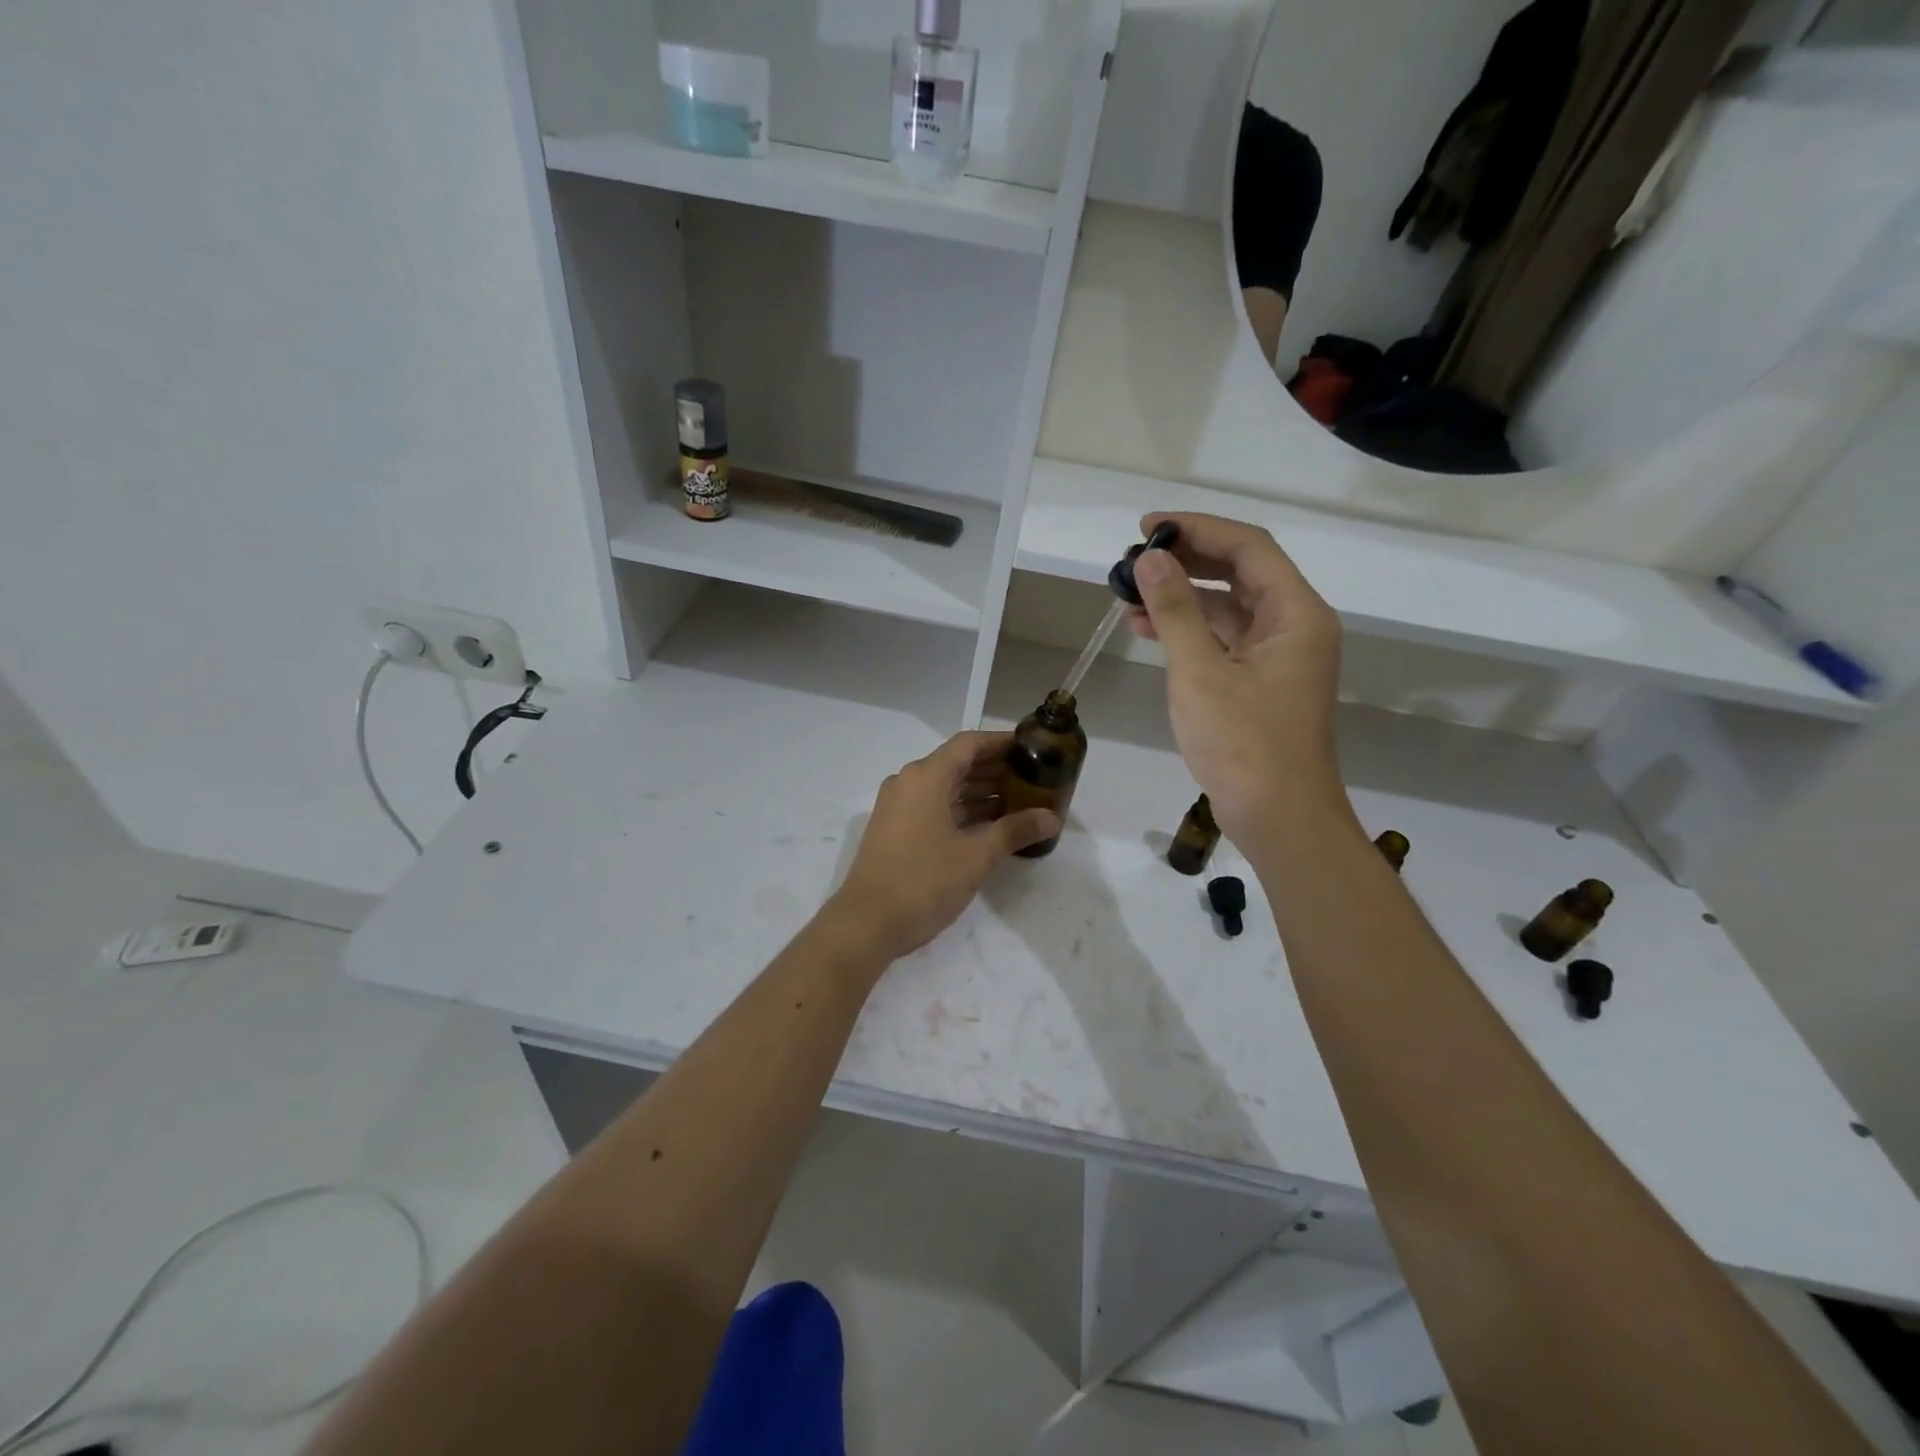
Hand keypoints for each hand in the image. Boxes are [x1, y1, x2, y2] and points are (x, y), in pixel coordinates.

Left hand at [827, 732, 1058, 961]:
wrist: (866, 924)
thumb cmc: (923, 881)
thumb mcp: (976, 856)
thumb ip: (1015, 831)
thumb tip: (1052, 818)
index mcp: (925, 777)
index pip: (969, 744)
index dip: (1001, 742)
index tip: (1031, 747)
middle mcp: (908, 783)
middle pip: (957, 764)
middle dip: (995, 770)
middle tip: (1033, 778)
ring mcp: (898, 807)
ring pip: (946, 788)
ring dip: (980, 793)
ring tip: (1020, 802)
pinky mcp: (895, 830)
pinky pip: (934, 807)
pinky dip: (961, 811)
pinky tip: (990, 826)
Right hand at [1126, 512, 1346, 843]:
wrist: (1278, 817)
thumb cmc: (1243, 743)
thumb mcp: (1200, 671)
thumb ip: (1175, 609)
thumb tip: (1149, 558)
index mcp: (1296, 613)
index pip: (1248, 546)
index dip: (1197, 528)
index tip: (1147, 526)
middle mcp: (1294, 626)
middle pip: (1240, 572)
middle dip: (1187, 561)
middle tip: (1134, 557)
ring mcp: (1278, 656)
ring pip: (1228, 607)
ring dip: (1182, 597)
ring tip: (1129, 595)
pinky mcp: (1260, 682)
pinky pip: (1223, 640)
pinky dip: (1188, 631)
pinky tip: (1148, 629)